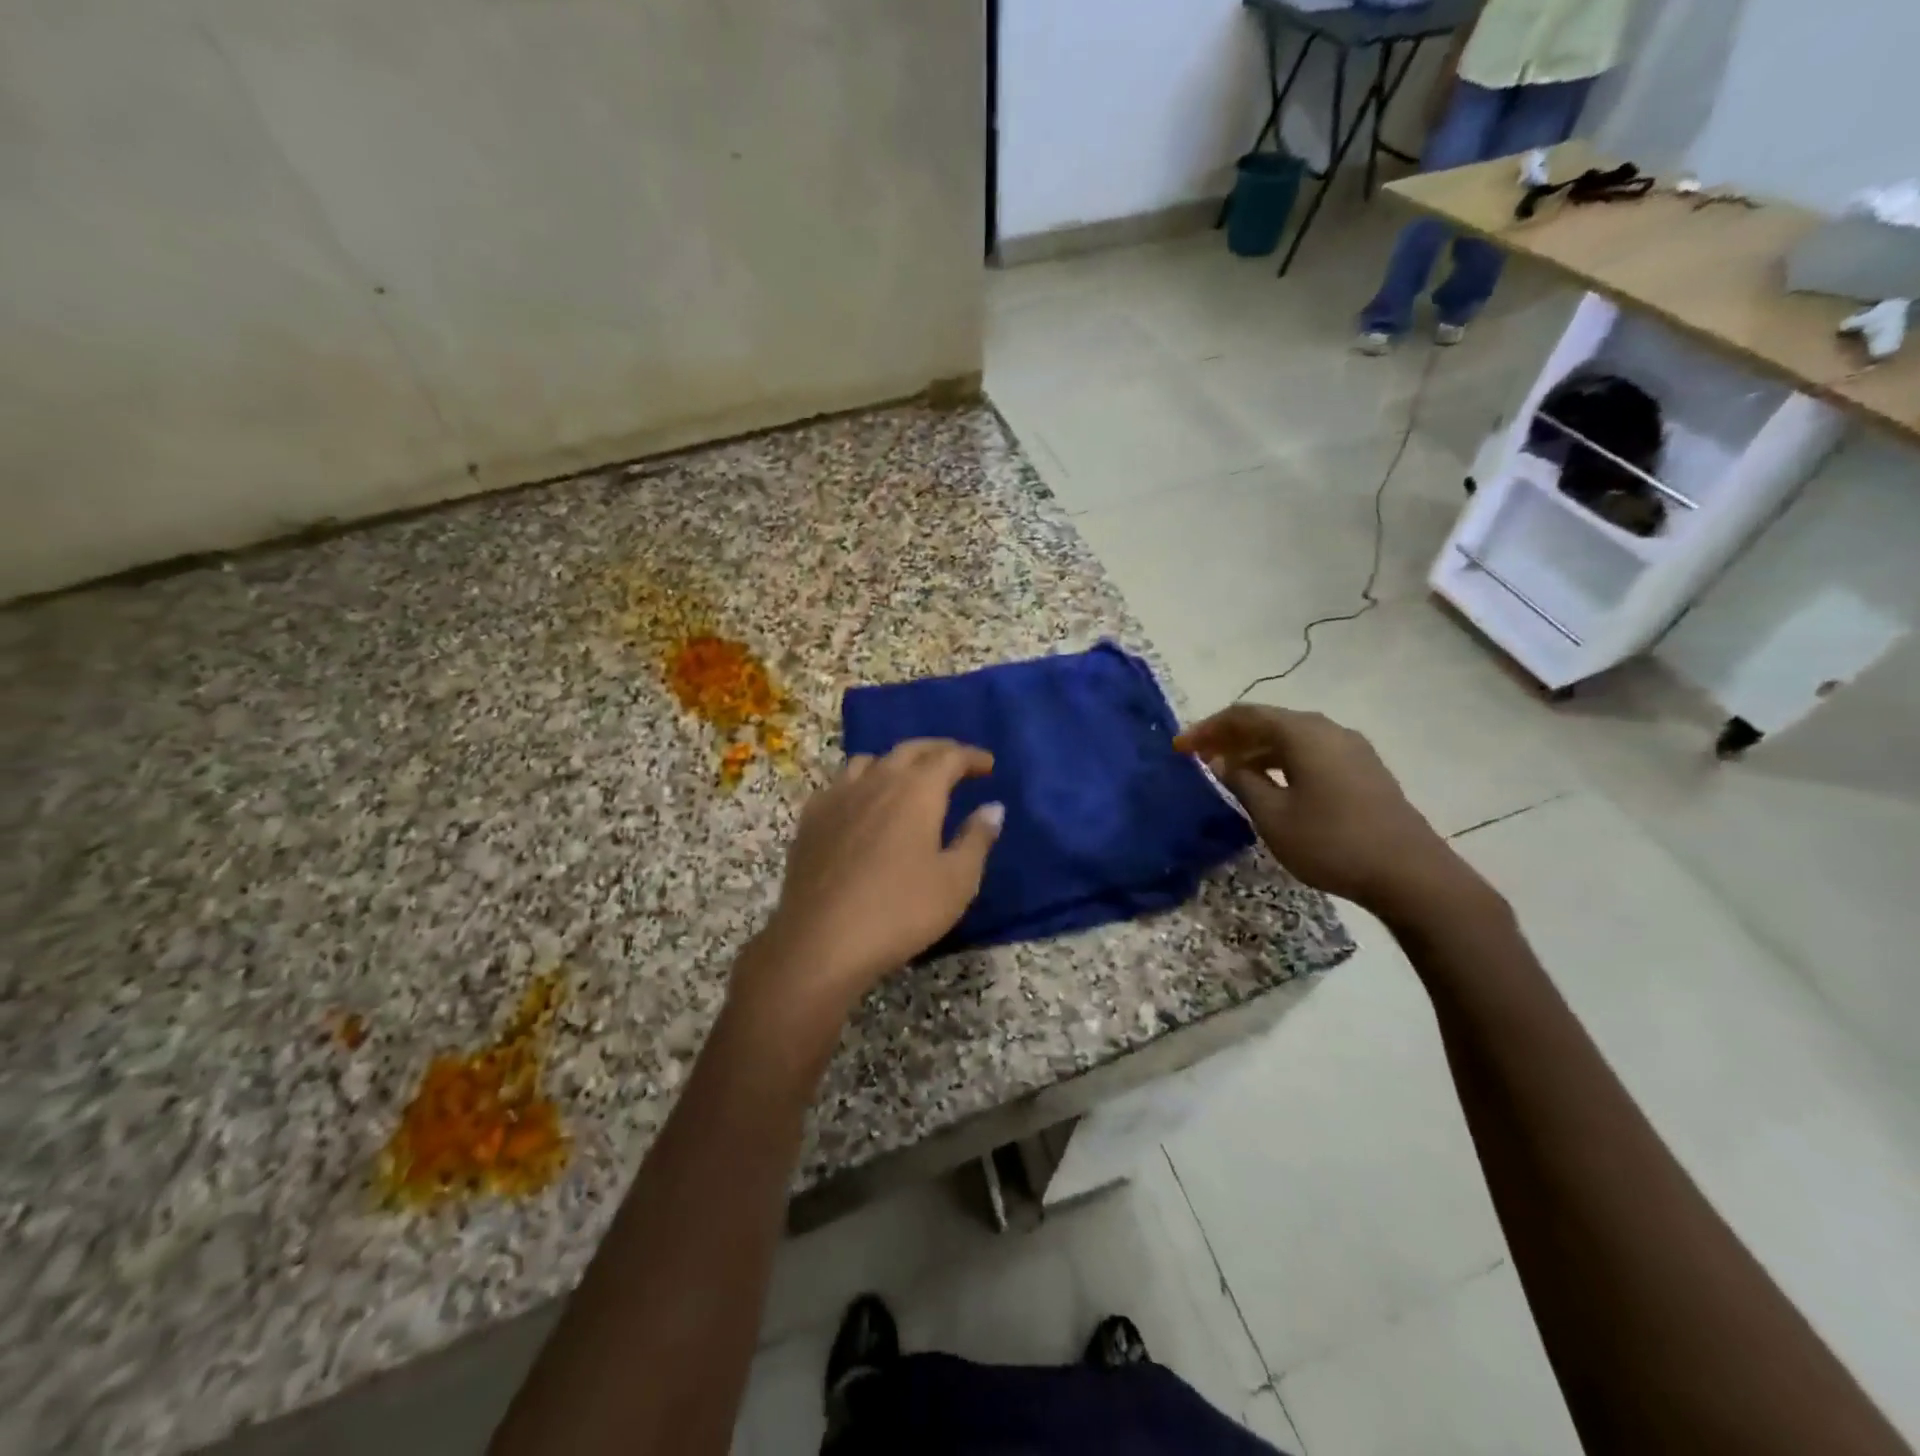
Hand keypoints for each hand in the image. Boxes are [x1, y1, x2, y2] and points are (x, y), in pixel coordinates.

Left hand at [740, 739, 1001, 1022]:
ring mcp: (838, 796)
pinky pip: (840, 783)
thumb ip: (977, 839)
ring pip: (870, 761)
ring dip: (896, 762)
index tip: (988, 764)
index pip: (949, 757)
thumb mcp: (957, 881)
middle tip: (956, 761)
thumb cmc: (900, 911)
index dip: (971, 756)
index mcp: (916, 791)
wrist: (821, 941)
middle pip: (910, 750)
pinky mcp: (812, 818)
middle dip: (937, 750)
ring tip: (908, 779)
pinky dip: (861, 782)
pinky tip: (862, 803)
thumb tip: (993, 807)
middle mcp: (877, 781)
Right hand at [1175, 705, 1482, 922]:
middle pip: (1269, 721)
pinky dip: (1281, 760)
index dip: (1208, 729)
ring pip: (1291, 737)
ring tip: (1228, 771)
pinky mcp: (1364, 770)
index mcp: (1303, 733)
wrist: (1410, 874)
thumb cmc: (1331, 842)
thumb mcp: (1273, 816)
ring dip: (1256, 749)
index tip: (1180, 748)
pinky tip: (1270, 784)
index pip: (1244, 715)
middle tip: (1200, 757)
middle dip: (1230, 736)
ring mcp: (1351, 749)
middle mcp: (1328, 730)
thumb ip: (1243, 782)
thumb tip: (1223, 762)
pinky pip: (1310, 752)